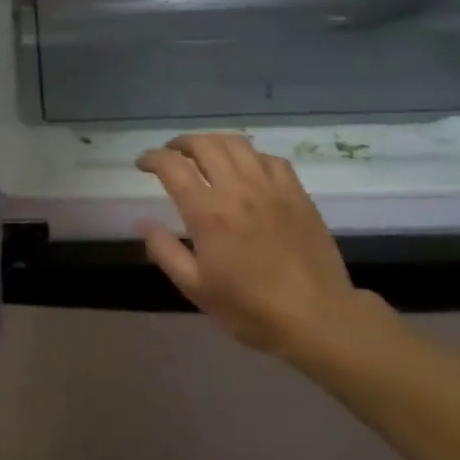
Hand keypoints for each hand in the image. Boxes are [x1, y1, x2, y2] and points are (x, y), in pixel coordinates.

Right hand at [136, 134, 366, 359]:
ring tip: (203, 153)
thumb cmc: (249, 307)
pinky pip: (269, 158)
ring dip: (213, 142)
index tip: (142, 164)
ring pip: (237, 144)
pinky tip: (245, 168)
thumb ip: (165, 250)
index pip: (172, 166)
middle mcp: (237, 189)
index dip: (152, 158)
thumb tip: (142, 222)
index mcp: (207, 212)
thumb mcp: (195, 288)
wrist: (317, 317)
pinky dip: (249, 155)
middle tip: (171, 155)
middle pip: (204, 145)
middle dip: (180, 144)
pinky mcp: (297, 193)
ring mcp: (271, 187)